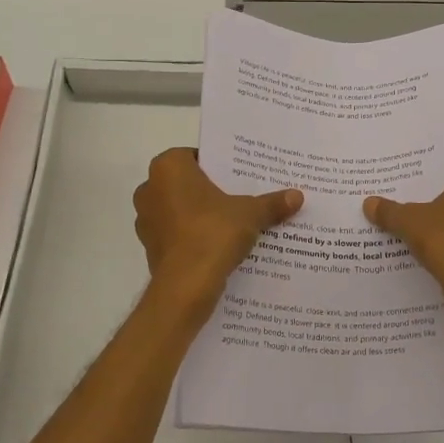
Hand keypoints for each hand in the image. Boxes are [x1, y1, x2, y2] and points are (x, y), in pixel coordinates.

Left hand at [134, 148, 302, 306]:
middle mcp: (150, 188)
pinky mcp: (150, 247)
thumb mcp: (250, 214)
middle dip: (210, 191)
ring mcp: (146, 220)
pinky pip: (176, 234)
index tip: (239, 177)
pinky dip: (193, 237)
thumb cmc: (213, 232)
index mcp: (168, 167)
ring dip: (201, 215)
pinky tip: (218, 245)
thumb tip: (297, 196)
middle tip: (240, 197)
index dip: (219, 166)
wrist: (186, 285)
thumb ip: (271, 203)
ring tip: (233, 223)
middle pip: (187, 183)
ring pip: (180, 209)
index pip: (196, 156)